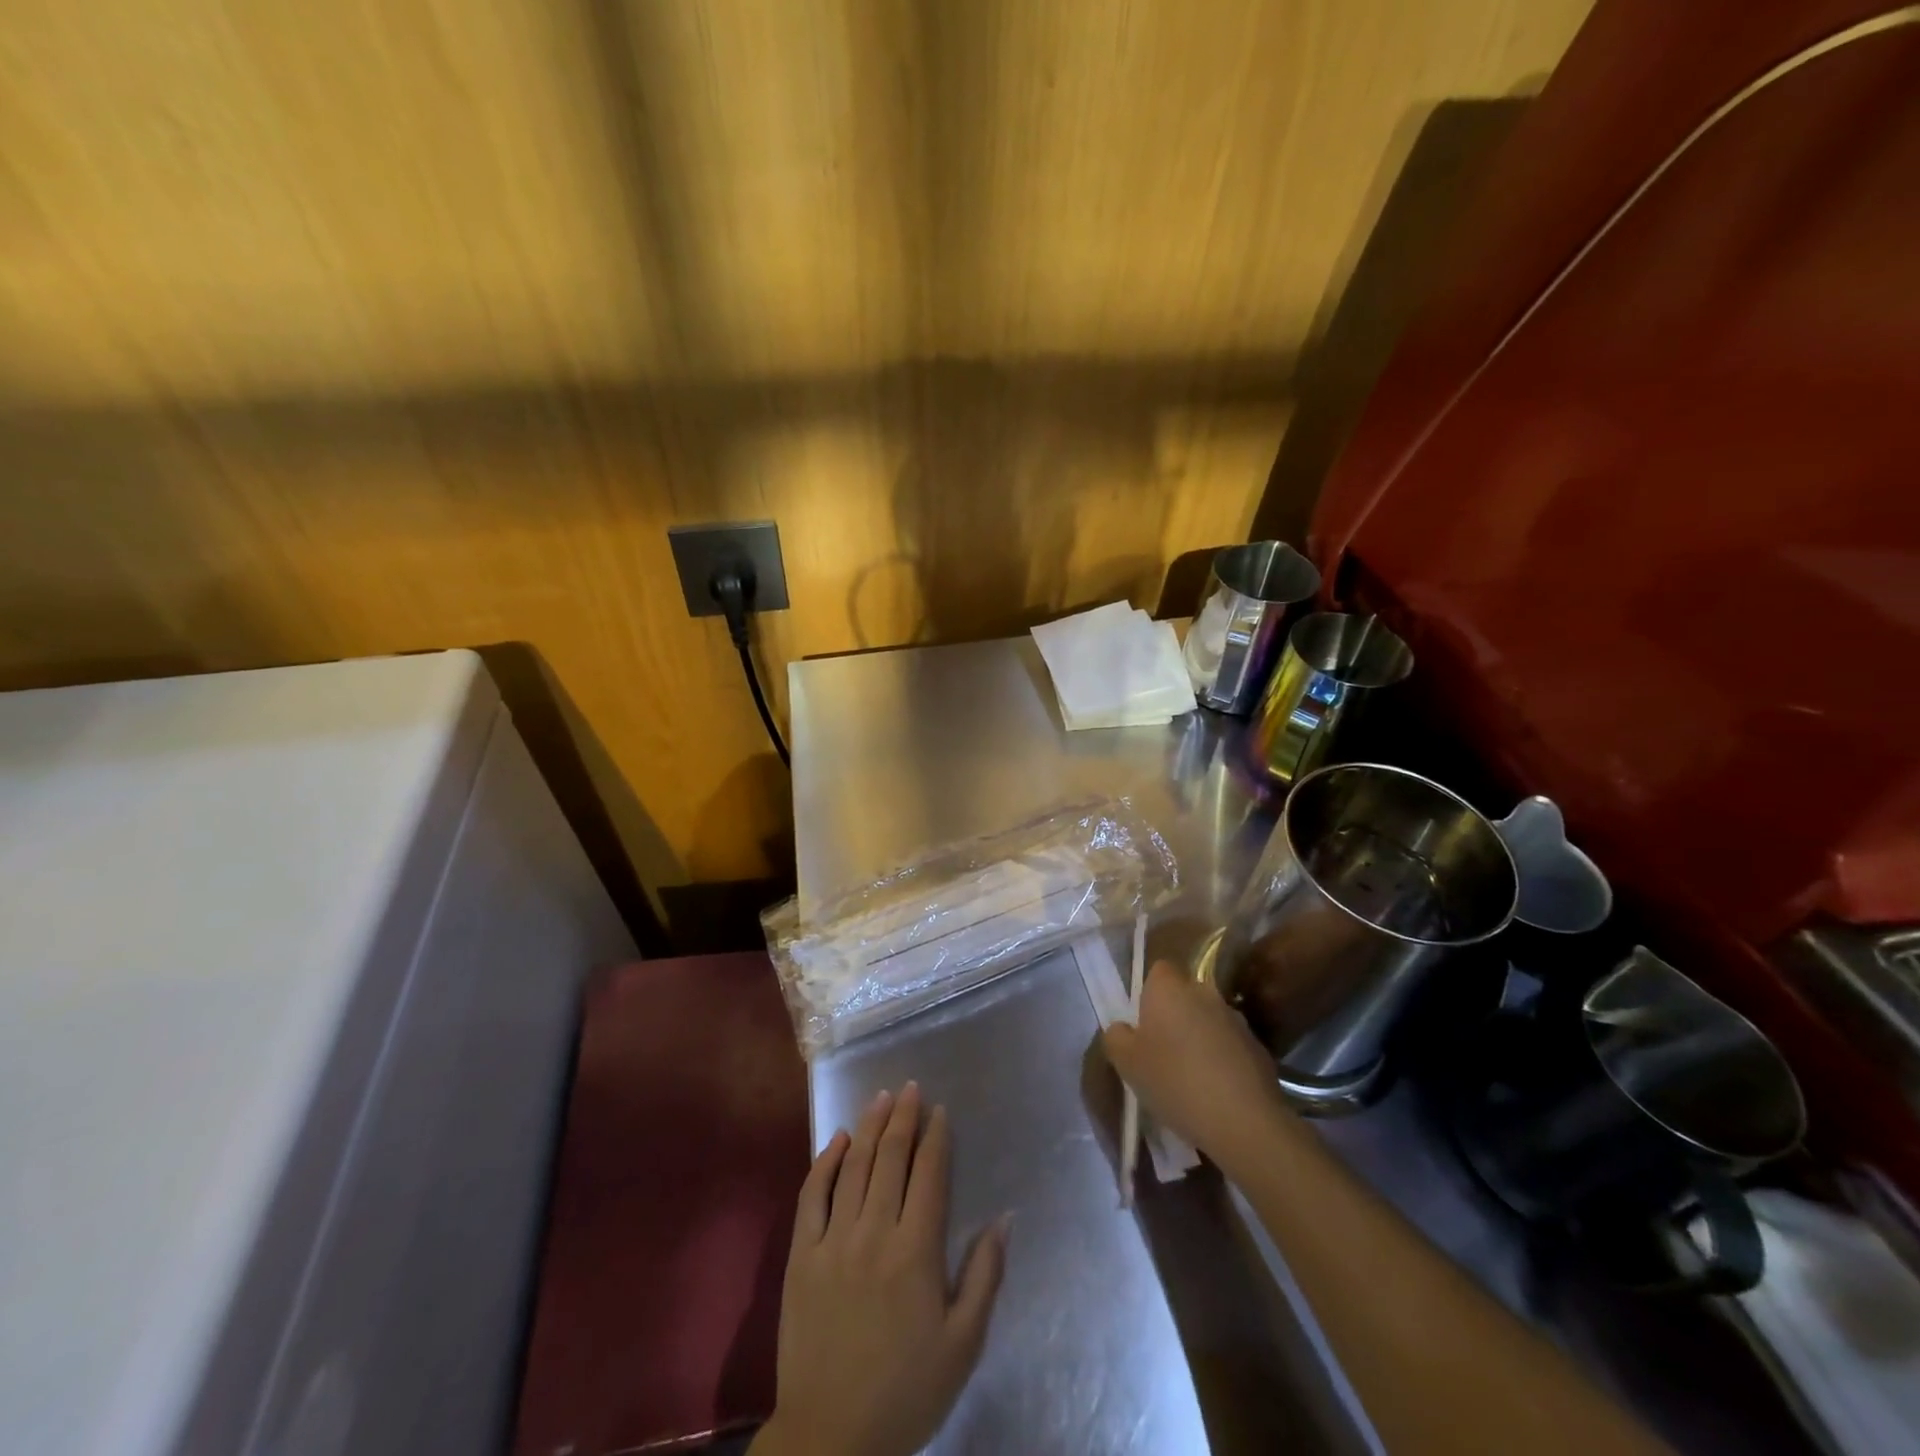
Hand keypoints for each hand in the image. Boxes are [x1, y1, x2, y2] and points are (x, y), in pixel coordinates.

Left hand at [754, 1083, 1008, 1455]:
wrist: (830, 1437)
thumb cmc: (906, 1391)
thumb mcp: (963, 1344)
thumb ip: (985, 1276)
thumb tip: (1004, 1217)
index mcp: (916, 1251)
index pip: (929, 1174)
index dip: (935, 1137)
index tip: (939, 1110)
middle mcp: (874, 1232)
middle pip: (891, 1158)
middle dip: (903, 1117)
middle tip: (910, 1087)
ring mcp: (832, 1240)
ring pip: (853, 1165)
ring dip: (868, 1126)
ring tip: (881, 1097)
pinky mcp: (800, 1255)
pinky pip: (812, 1194)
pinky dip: (825, 1161)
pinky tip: (837, 1139)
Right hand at [1103, 960, 1284, 1165]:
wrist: (1245, 1121)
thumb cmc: (1175, 1081)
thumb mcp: (1127, 1063)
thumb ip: (1116, 1037)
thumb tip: (1123, 1028)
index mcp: (1170, 987)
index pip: (1157, 971)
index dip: (1148, 994)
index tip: (1142, 1025)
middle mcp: (1204, 992)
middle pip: (1183, 996)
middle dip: (1174, 1017)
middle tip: (1161, 1053)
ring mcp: (1236, 1019)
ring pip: (1208, 1021)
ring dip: (1198, 1038)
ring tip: (1190, 1078)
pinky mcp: (1259, 1047)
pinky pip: (1230, 1046)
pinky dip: (1222, 1060)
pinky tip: (1216, 1092)